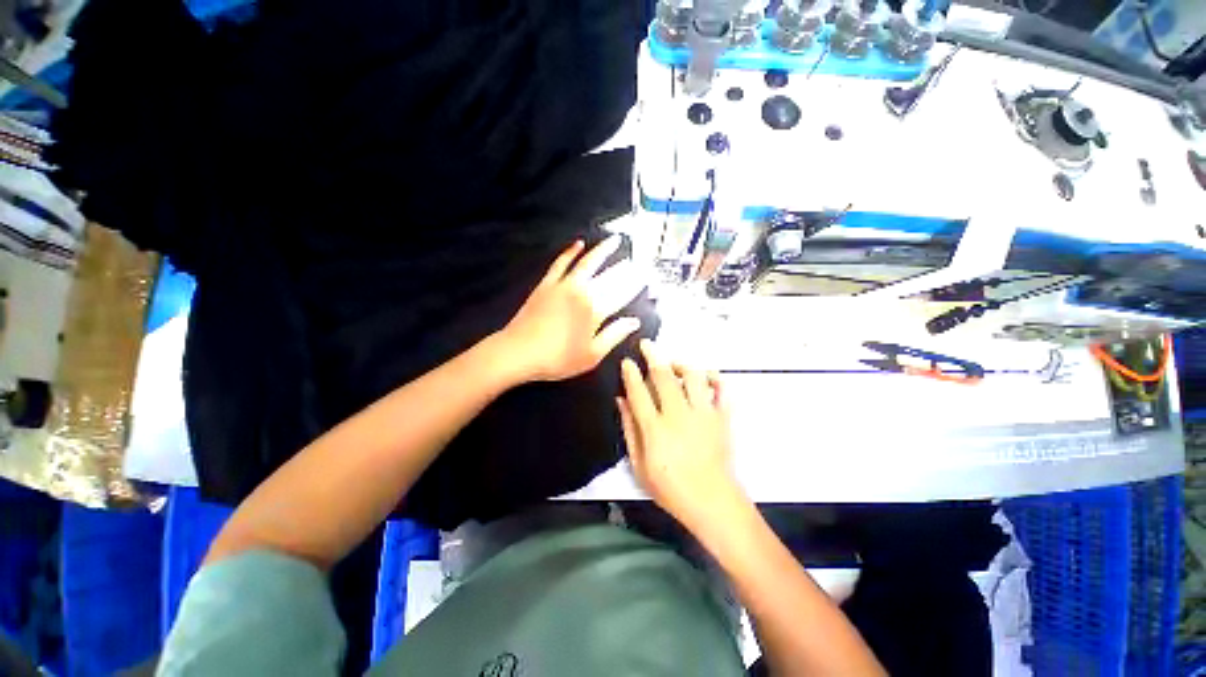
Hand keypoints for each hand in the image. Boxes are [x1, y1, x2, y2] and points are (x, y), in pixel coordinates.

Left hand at [498, 236, 645, 382]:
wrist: (518, 352)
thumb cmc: (558, 359)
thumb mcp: (592, 355)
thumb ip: (614, 335)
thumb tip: (634, 321)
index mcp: (596, 310)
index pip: (622, 293)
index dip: (636, 285)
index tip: (647, 276)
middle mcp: (583, 292)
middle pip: (609, 276)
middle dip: (626, 267)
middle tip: (638, 258)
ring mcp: (563, 285)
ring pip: (587, 262)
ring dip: (602, 250)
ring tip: (615, 240)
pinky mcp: (547, 284)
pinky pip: (561, 263)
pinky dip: (570, 252)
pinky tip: (579, 244)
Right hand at [617, 340, 742, 531]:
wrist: (711, 502)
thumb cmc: (671, 488)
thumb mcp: (639, 466)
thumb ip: (629, 430)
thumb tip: (621, 401)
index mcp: (655, 429)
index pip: (639, 392)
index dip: (631, 374)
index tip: (627, 361)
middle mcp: (678, 415)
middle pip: (664, 377)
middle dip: (653, 356)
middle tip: (647, 345)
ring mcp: (703, 414)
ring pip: (692, 376)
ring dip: (681, 364)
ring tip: (674, 362)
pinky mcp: (721, 418)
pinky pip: (721, 390)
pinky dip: (715, 377)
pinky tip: (706, 374)